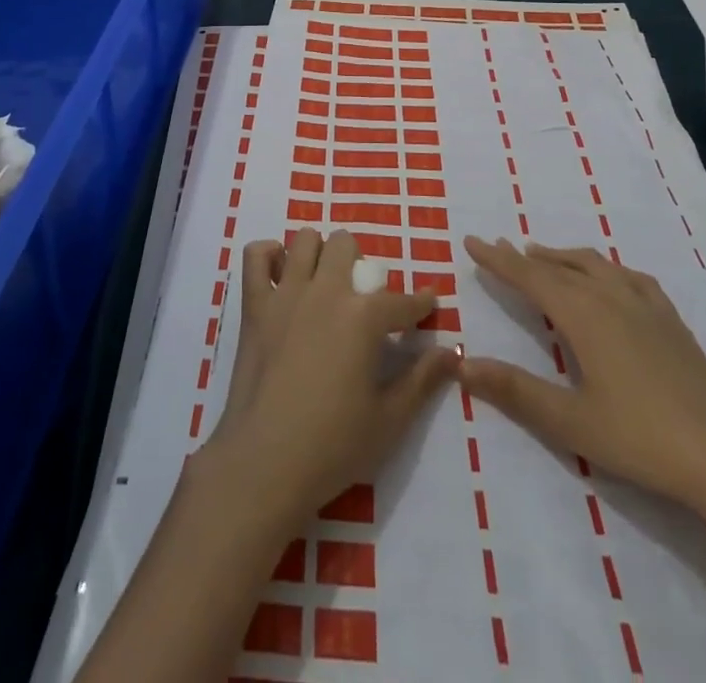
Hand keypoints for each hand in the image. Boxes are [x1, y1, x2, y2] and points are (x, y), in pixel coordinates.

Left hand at [204, 228, 458, 524]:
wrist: (264, 464)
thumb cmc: (333, 447)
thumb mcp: (390, 420)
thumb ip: (422, 380)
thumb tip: (451, 352)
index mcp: (363, 317)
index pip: (403, 300)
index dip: (421, 303)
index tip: (428, 305)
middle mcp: (326, 291)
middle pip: (346, 245)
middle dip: (361, 264)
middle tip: (362, 299)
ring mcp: (286, 294)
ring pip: (305, 240)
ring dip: (319, 254)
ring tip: (324, 283)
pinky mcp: (254, 306)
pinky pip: (255, 256)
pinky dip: (268, 256)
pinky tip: (282, 275)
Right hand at [461, 236, 705, 518]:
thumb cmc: (641, 439)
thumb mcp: (570, 422)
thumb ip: (515, 390)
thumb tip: (462, 364)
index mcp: (583, 315)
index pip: (530, 276)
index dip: (498, 260)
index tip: (472, 241)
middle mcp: (610, 297)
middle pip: (559, 266)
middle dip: (525, 257)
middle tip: (499, 247)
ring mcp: (645, 305)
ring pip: (594, 265)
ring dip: (562, 257)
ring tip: (542, 254)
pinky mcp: (671, 321)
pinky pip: (629, 277)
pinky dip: (604, 268)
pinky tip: (609, 277)